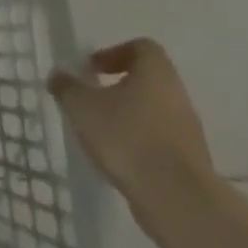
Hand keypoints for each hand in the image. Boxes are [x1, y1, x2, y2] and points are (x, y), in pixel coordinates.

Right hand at [49, 39, 216, 223]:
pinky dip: (138, 141)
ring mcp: (187, 129)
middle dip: (118, 86)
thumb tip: (59, 76)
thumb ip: (67, 87)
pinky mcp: (189, 159)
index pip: (142, 47)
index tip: (92, 69)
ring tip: (100, 131)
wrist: (176, 199)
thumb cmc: (126, 138)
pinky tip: (117, 157)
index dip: (114, 52)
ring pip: (153, 110)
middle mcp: (177, 95)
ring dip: (128, 115)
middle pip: (148, 79)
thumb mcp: (81, 106)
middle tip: (91, 98)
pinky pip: (159, 138)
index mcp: (155, 73)